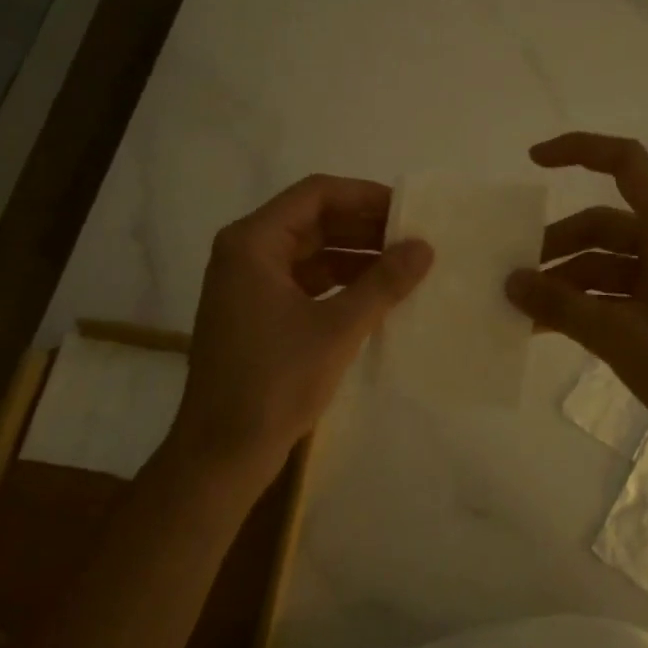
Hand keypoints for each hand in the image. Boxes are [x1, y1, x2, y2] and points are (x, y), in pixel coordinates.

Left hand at [168, 175, 432, 485]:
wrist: (223, 452)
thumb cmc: (275, 382)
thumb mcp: (337, 329)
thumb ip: (383, 283)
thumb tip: (424, 247)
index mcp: (253, 243)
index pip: (316, 194)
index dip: (365, 196)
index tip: (408, 210)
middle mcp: (247, 254)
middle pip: (314, 221)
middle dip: (365, 228)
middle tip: (415, 238)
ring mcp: (250, 286)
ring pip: (312, 253)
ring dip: (356, 257)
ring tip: (405, 266)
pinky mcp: (259, 315)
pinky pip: (306, 283)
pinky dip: (341, 284)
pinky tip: (378, 296)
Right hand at [505, 133, 647, 465]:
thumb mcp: (620, 336)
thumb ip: (561, 306)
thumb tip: (510, 282)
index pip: (625, 163)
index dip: (579, 150)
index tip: (533, 162)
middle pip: (601, 224)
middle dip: (555, 244)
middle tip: (511, 274)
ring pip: (603, 262)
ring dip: (563, 280)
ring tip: (520, 309)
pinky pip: (613, 292)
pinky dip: (582, 304)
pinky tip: (546, 328)